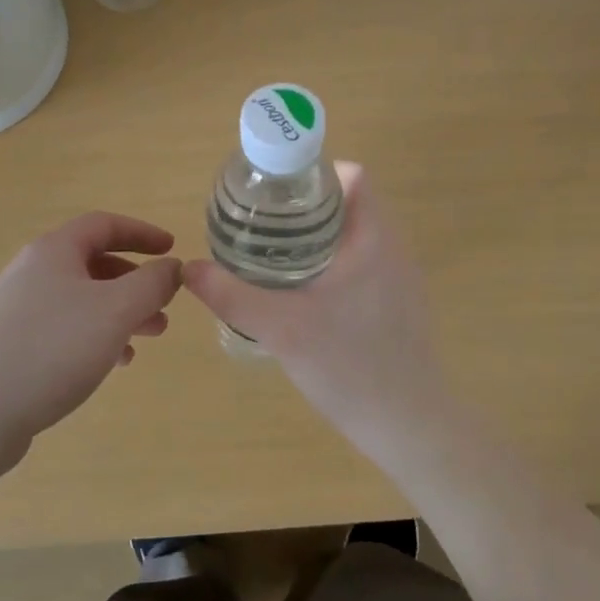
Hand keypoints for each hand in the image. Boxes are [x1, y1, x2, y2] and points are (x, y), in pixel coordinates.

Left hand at [0, 213, 182, 473]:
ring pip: (80, 300)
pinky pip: (62, 329)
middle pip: (93, 263)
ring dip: (118, 313)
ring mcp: (16, 309)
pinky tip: (111, 363)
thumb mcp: (116, 311)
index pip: (104, 224)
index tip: (173, 250)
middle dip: (135, 282)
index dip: (142, 232)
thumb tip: (173, 266)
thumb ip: (152, 283)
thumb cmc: (52, 350)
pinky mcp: (8, 346)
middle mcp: (31, 272)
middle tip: (164, 307)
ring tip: (147, 339)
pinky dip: (93, 337)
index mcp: (54, 252)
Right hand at [182, 164, 449, 446]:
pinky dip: (335, 263)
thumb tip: (189, 268)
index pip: (354, 176)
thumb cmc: (350, 367)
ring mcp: (401, 278)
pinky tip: (305, 294)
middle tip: (263, 223)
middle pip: (351, 203)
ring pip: (357, 236)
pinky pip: (365, 263)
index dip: (315, 173)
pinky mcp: (400, 304)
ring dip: (320, 236)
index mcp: (374, 238)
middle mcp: (394, 249)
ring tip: (275, 254)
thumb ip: (232, 295)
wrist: (410, 427)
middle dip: (307, 206)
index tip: (276, 192)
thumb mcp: (281, 329)